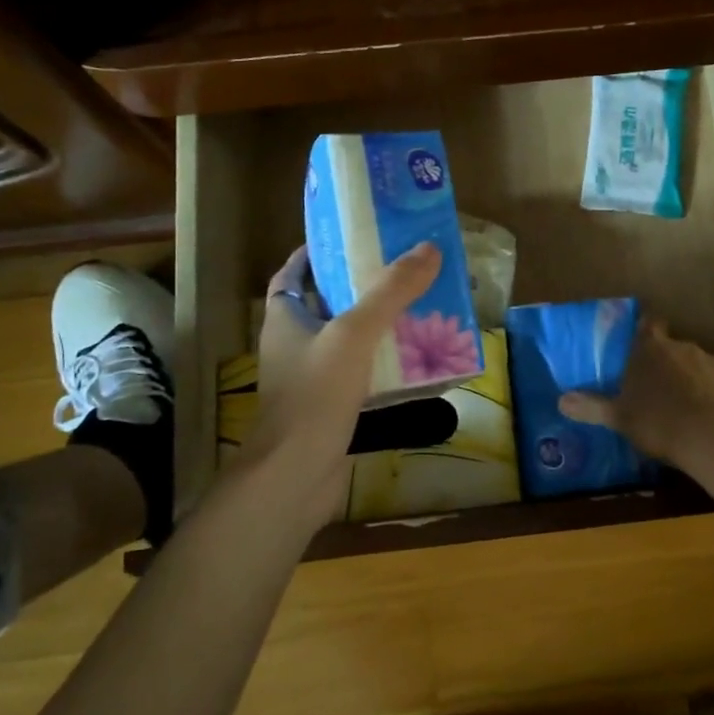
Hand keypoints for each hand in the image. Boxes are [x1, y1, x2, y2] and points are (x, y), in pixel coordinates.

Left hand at [228, 242, 440, 525]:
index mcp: (285, 319)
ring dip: (379, 325)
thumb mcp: (354, 334)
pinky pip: (362, 373)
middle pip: (328, 303)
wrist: (296, 477)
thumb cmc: (315, 396)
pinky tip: (418, 358)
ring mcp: (312, 378)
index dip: (319, 252)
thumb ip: (391, 292)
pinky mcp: (332, 407)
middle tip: (404, 270)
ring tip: (421, 307)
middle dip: (363, 286)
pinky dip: (385, 362)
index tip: (355, 236)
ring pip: (349, 340)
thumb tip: (428, 250)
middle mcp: (294, 344)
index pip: (294, 273)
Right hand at [559, 320, 713, 464]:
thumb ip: (590, 406)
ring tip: (691, 409)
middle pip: (675, 348)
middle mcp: (684, 347)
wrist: (713, 438)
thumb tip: (561, 400)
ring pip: (702, 365)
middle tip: (662, 390)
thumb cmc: (657, 422)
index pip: (648, 325)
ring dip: (696, 380)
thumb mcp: (618, 417)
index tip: (642, 347)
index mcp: (652, 349)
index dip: (646, 333)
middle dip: (670, 364)